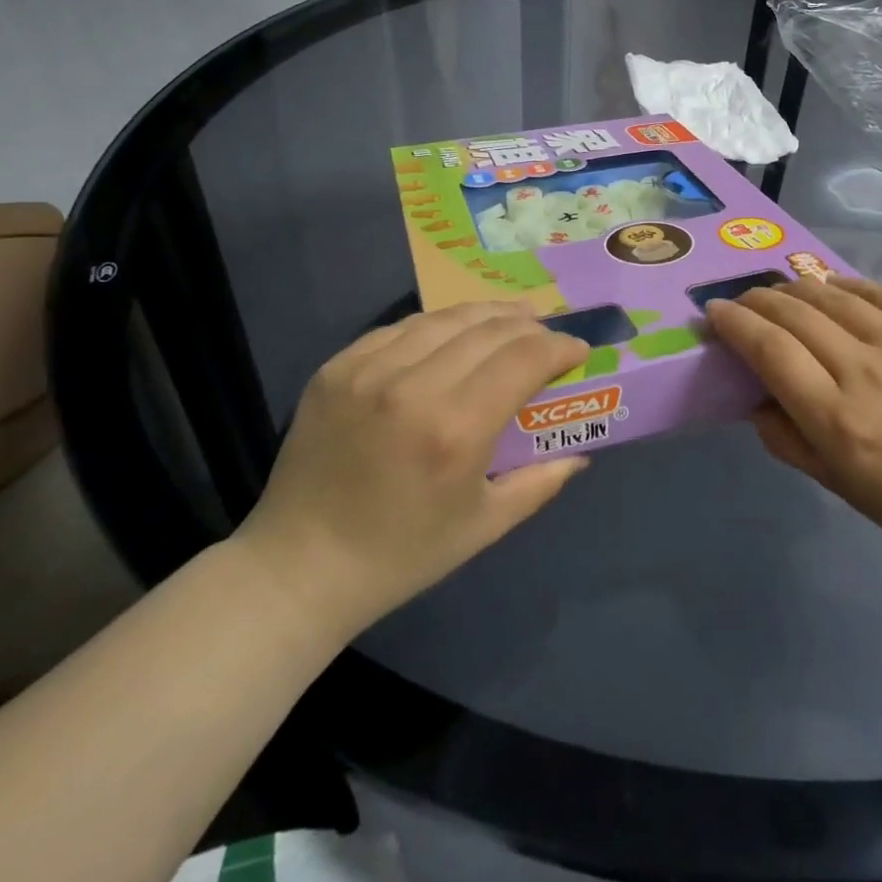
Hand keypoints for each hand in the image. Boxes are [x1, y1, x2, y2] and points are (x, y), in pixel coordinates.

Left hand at [231, 303, 589, 639]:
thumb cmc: (402, 555)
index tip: (577, 350)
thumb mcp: (484, 526)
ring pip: (446, 318)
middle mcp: (413, 386)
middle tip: (547, 336)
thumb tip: (581, 451)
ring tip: (510, 320)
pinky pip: (401, 328)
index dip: (560, 347)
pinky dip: (438, 326)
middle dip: (530, 326)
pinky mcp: (336, 367)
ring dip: (487, 315)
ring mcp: (368, 370)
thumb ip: (541, 482)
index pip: (524, 357)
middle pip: (490, 328)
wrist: (300, 566)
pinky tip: (452, 335)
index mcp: (455, 430)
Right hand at [705, 277, 881, 573]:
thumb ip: (782, 436)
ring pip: (831, 293)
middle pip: (794, 312)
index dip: (735, 322)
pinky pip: (877, 291)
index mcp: (837, 420)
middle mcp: (867, 371)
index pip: (769, 349)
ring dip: (795, 288)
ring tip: (782, 294)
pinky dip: (844, 287)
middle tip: (744, 301)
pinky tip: (832, 292)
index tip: (715, 311)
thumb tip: (753, 391)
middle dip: (757, 299)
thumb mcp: (833, 483)